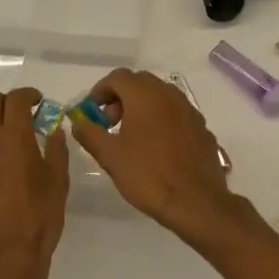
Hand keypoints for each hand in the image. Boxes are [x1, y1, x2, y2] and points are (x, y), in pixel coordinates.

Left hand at [0, 88, 69, 278]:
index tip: (37, 104)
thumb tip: (53, 129)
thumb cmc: (39, 219)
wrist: (5, 259)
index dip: (28, 96)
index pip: (17, 99)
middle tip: (16, 121)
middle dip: (5, 105)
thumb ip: (56, 149)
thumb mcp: (59, 182)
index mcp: (15, 136)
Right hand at [68, 69, 260, 247]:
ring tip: (132, 135)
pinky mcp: (201, 126)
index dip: (100, 91)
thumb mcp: (110, 156)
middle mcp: (169, 94)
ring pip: (160, 95)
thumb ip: (90, 133)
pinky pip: (176, 112)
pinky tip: (157, 146)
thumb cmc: (148, 175)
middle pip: (140, 82)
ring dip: (142, 106)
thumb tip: (77, 121)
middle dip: (120, 97)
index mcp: (145, 96)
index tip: (92, 111)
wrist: (196, 200)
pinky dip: (161, 118)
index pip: (118, 77)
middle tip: (110, 122)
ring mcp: (189, 109)